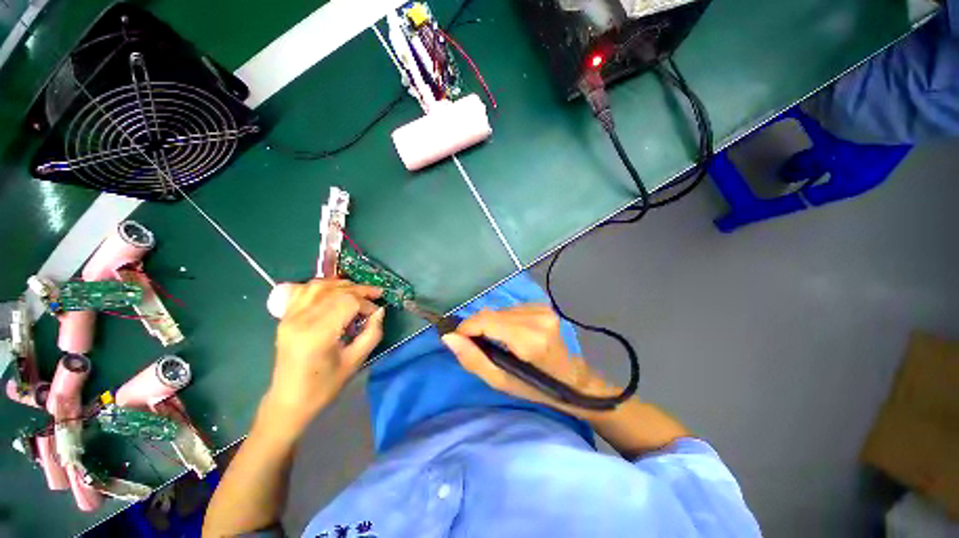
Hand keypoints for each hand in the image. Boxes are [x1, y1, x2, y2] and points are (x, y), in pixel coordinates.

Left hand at [261, 280, 384, 437]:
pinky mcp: (285, 317)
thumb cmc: (325, 386)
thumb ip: (372, 333)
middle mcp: (301, 319)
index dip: (367, 304)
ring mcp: (289, 316)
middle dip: (360, 290)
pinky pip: (303, 291)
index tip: (376, 313)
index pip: (348, 302)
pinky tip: (333, 292)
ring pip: (319, 286)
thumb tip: (380, 311)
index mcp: (318, 333)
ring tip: (358, 291)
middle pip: (335, 291)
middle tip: (376, 294)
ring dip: (342, 285)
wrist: (289, 400)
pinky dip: (321, 286)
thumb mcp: (355, 361)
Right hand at [441, 305, 615, 414]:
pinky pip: (512, 309)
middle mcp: (538, 318)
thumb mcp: (501, 381)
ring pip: (501, 310)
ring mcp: (543, 309)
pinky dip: (504, 319)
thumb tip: (449, 337)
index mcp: (530, 340)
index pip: (487, 321)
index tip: (458, 339)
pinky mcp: (544, 306)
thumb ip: (473, 359)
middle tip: (479, 345)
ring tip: (499, 342)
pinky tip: (512, 334)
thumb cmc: (537, 387)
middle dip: (479, 327)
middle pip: (492, 314)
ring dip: (492, 323)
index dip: (467, 327)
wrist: (572, 378)